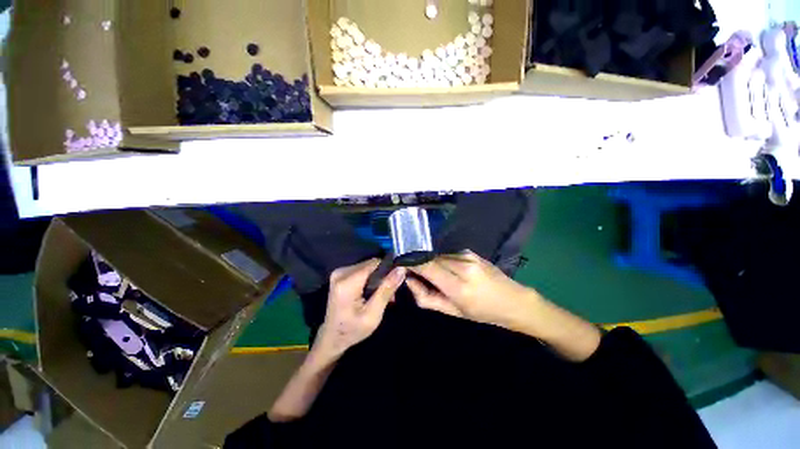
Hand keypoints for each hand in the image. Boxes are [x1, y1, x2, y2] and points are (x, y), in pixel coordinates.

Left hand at [315, 259, 405, 356]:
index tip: (396, 282)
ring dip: (377, 278)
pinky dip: (370, 279)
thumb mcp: (373, 314)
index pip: (374, 263)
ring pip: (368, 266)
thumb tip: (401, 269)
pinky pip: (362, 270)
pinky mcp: (340, 274)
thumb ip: (387, 289)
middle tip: (390, 294)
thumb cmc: (353, 330)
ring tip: (383, 295)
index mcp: (347, 282)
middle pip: (371, 264)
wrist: (332, 338)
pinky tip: (373, 292)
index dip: (388, 269)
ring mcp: (339, 272)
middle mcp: (341, 272)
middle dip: (383, 276)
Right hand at [406, 251, 532, 326]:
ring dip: (432, 264)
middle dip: (420, 265)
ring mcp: (468, 256)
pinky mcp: (470, 252)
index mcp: (458, 286)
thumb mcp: (453, 312)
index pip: (426, 267)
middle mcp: (462, 266)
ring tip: (438, 277)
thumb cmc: (483, 313)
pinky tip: (450, 271)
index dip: (411, 264)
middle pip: (430, 259)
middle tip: (417, 276)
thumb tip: (409, 281)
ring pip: (438, 256)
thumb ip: (426, 298)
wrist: (514, 301)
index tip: (401, 266)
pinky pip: (448, 255)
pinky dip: (443, 262)